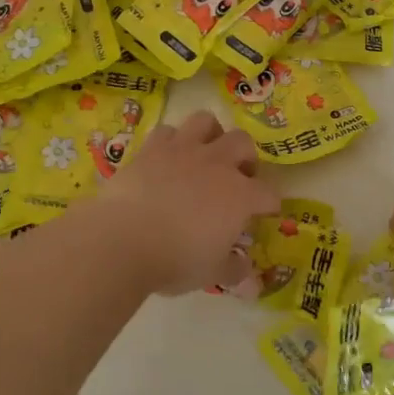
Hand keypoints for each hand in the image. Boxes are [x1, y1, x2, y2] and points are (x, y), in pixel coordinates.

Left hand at [100, 110, 280, 295]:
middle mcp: (217, 164)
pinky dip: (171, 141)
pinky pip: (167, 131)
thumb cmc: (176, 260)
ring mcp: (183, 150)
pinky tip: (167, 157)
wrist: (123, 241)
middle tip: (237, 176)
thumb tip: (245, 268)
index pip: (268, 193)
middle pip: (243, 143)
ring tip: (205, 153)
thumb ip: (233, 268)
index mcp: (240, 196)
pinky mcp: (151, 148)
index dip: (269, 204)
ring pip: (206, 121)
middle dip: (245, 158)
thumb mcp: (211, 273)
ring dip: (211, 134)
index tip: (264, 214)